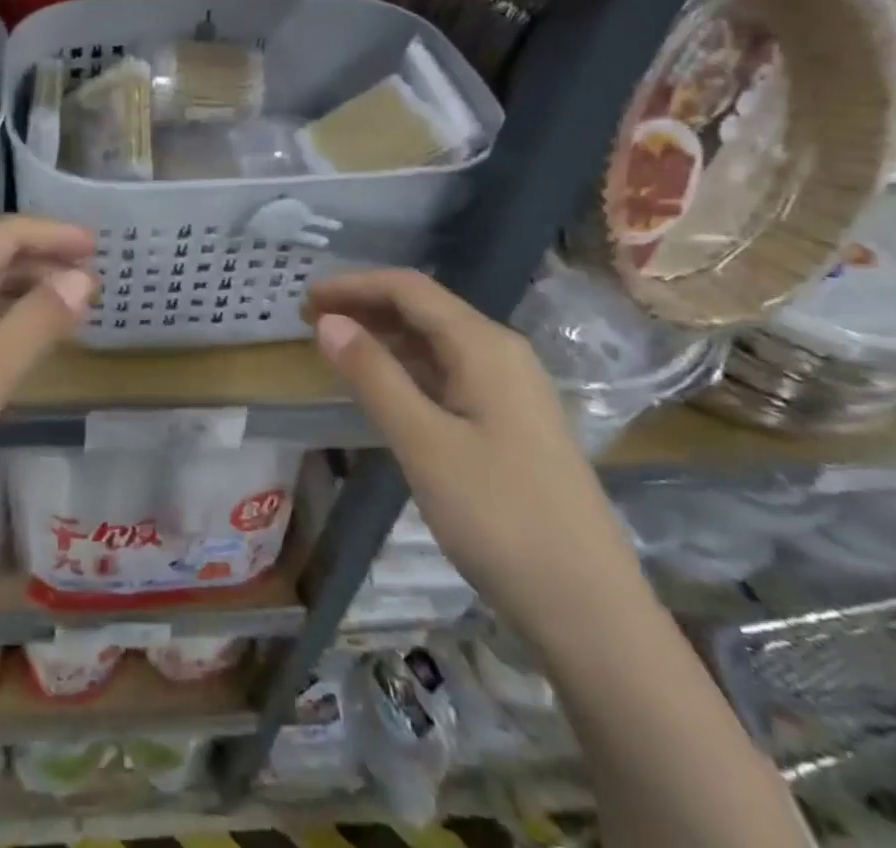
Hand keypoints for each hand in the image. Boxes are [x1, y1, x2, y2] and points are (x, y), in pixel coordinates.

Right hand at [306, 269, 641, 651]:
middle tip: (309, 321)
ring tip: (333, 347)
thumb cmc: (500, 518)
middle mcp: (500, 354)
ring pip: (434, 343)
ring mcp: (509, 390)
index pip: (408, 289)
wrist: (590, 611)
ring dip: (382, 337)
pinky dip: (405, 369)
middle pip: (422, 310)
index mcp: (484, 346)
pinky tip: (379, 386)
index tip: (305, 298)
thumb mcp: (424, 443)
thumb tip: (328, 321)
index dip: (353, 285)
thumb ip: (374, 376)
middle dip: (364, 307)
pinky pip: (446, 374)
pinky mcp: (508, 423)